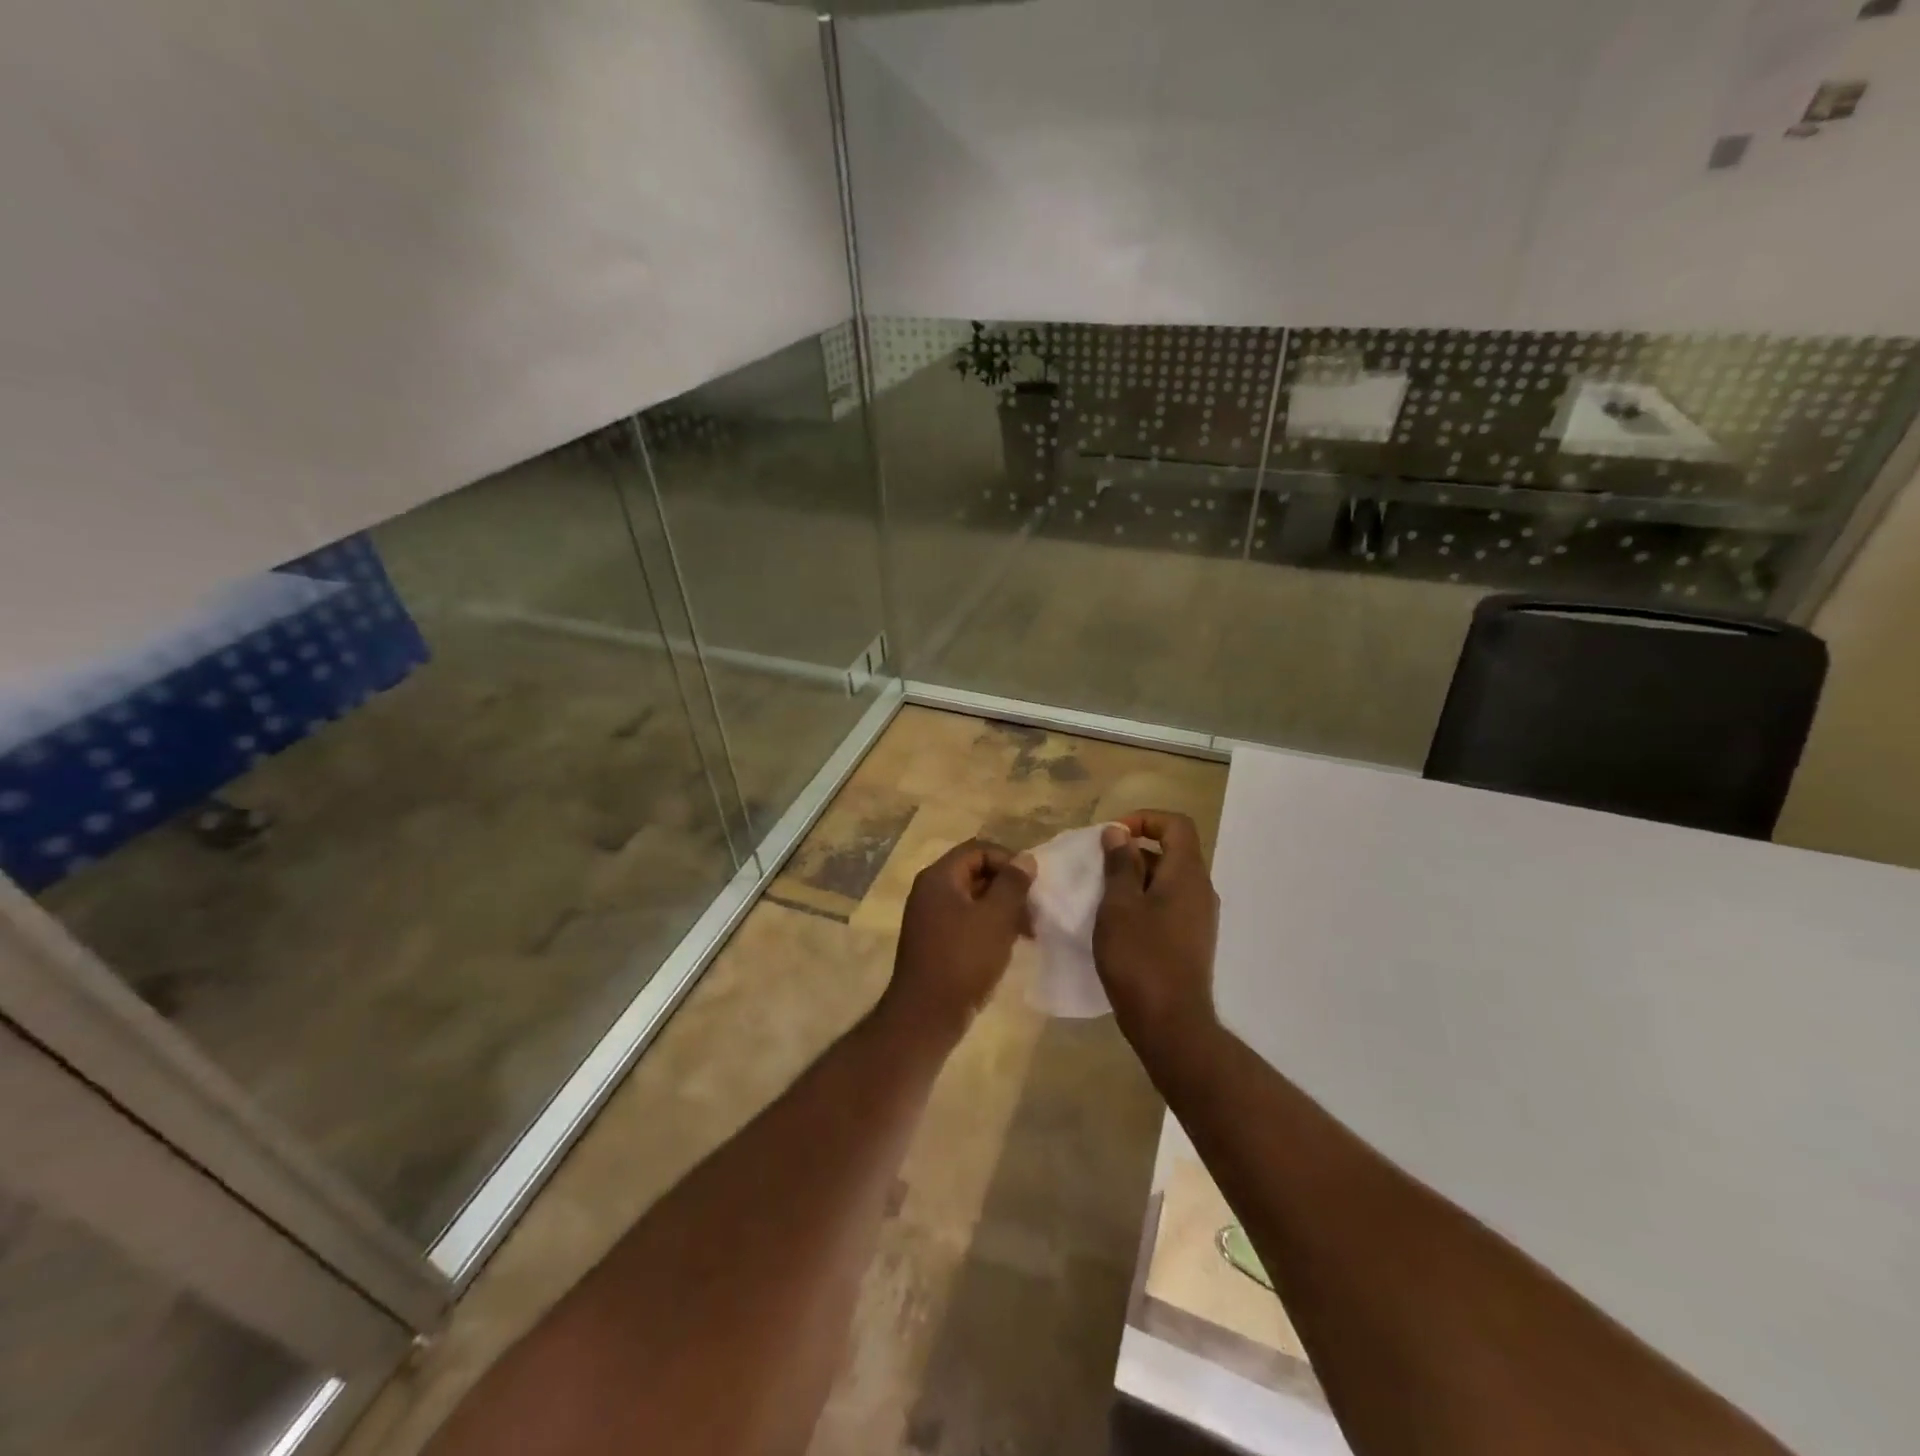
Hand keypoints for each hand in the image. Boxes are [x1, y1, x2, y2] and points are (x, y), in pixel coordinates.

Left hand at [885, 839, 1031, 1042]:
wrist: (926, 1015)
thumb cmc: (963, 959)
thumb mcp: (996, 918)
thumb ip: (1013, 884)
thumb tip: (1026, 859)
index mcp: (939, 877)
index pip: (978, 850)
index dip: (1008, 860)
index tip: (1033, 884)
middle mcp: (930, 891)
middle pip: (975, 872)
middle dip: (1008, 887)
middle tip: (1034, 910)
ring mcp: (930, 918)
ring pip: (974, 899)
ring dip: (1002, 909)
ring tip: (1028, 931)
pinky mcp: (936, 942)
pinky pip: (967, 921)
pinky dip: (989, 926)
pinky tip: (1009, 945)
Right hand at [1093, 811, 1219, 1048]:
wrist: (1170, 1023)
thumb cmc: (1140, 958)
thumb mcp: (1118, 906)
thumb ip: (1119, 865)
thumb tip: (1118, 833)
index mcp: (1187, 874)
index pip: (1176, 824)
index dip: (1144, 819)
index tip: (1113, 836)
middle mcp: (1201, 890)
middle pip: (1172, 852)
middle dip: (1134, 852)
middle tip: (1099, 868)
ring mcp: (1200, 918)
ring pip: (1168, 881)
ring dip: (1136, 879)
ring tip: (1103, 897)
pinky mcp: (1192, 940)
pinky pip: (1169, 905)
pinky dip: (1144, 902)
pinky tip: (1119, 924)